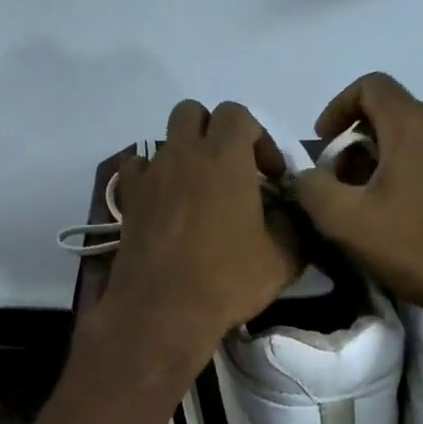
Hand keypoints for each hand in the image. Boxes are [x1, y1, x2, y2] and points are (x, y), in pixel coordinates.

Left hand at [94, 100, 299, 373]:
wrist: (163, 311)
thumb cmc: (227, 280)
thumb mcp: (282, 259)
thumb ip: (294, 227)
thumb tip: (292, 215)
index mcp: (226, 157)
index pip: (238, 114)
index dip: (259, 138)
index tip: (270, 175)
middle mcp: (184, 154)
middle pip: (194, 113)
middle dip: (214, 131)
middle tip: (231, 169)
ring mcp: (151, 175)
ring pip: (165, 139)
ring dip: (184, 153)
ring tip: (198, 190)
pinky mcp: (128, 200)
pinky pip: (136, 168)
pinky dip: (151, 175)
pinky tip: (164, 202)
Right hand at [292, 73, 422, 325]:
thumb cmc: (418, 247)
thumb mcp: (347, 222)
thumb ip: (313, 189)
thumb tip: (305, 175)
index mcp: (414, 126)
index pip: (371, 85)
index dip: (338, 106)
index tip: (325, 144)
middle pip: (396, 115)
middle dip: (361, 143)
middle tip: (345, 186)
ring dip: (392, 163)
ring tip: (379, 206)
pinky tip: (420, 221)